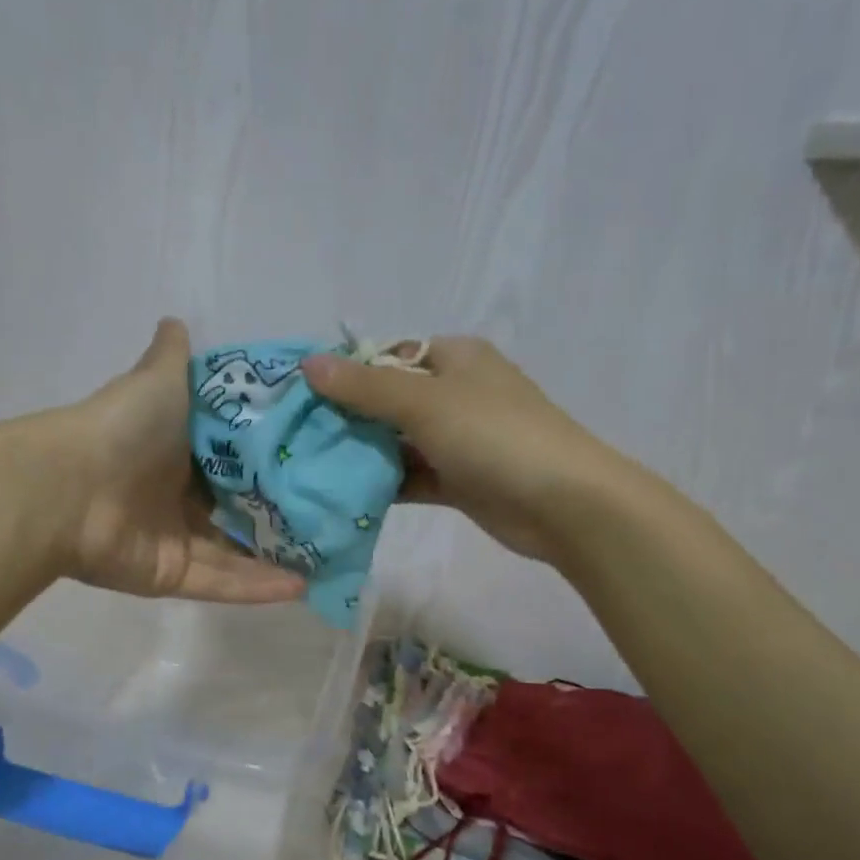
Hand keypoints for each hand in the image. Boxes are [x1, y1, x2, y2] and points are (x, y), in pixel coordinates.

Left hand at [54, 319, 304, 602]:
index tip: (314, 459)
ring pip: (236, 552)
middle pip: (237, 508)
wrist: (68, 490)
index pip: (231, 459)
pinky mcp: (172, 576)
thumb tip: (177, 320)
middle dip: (280, 514)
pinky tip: (303, 587)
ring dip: (278, 558)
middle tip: (333, 514)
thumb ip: (173, 358)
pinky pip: (221, 582)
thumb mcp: (158, 381)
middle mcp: (177, 497)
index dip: (268, 460)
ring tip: (329, 557)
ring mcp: (175, 540)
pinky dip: (258, 587)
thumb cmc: (123, 430)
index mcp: (176, 451)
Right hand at [302, 337, 614, 562]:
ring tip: (310, 468)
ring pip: (399, 442)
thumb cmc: (494, 436)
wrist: (563, 503)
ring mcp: (459, 440)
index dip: (345, 373)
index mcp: (454, 358)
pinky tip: (345, 496)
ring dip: (363, 455)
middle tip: (296, 438)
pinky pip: (413, 476)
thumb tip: (309, 364)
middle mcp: (456, 394)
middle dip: (347, 418)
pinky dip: (385, 484)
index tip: (301, 397)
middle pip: (389, 401)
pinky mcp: (460, 481)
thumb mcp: (425, 402)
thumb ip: (365, 387)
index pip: (388, 356)